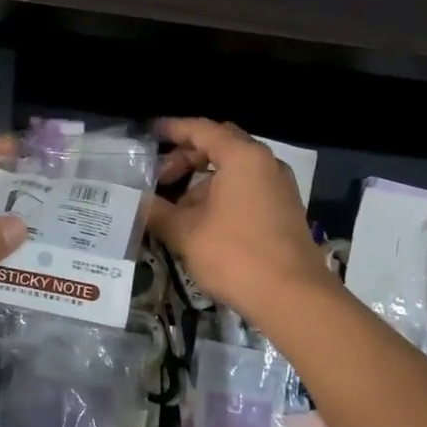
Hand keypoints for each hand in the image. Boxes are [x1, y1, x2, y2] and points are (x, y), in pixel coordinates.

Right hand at [148, 118, 332, 324]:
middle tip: (160, 177)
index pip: (202, 129)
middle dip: (187, 158)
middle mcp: (265, 164)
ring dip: (202, 183)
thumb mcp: (186, 232)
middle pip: (220, 147)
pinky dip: (221, 196)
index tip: (150, 132)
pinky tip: (200, 224)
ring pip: (233, 171)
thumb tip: (134, 202)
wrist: (292, 297)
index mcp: (243, 157)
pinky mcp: (283, 211)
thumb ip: (157, 212)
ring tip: (175, 209)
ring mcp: (279, 188)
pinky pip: (246, 190)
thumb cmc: (235, 255)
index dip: (173, 129)